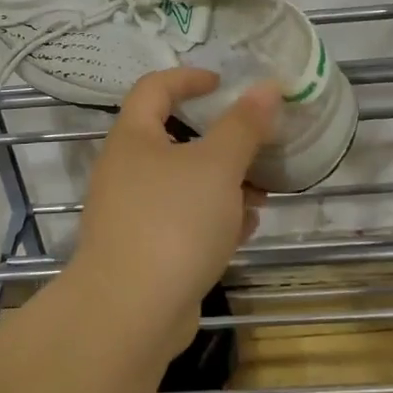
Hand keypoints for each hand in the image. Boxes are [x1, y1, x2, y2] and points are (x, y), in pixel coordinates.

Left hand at [69, 68, 279, 355]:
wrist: (130, 314)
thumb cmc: (173, 221)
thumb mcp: (217, 165)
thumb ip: (244, 124)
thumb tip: (268, 86)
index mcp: (133, 138)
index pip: (155, 87)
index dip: (189, 77)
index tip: (223, 82)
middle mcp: (125, 170)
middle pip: (173, 138)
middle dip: (219, 140)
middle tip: (255, 142)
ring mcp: (131, 214)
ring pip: (183, 184)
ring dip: (222, 183)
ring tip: (262, 191)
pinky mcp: (143, 252)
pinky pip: (182, 222)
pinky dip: (212, 218)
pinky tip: (244, 229)